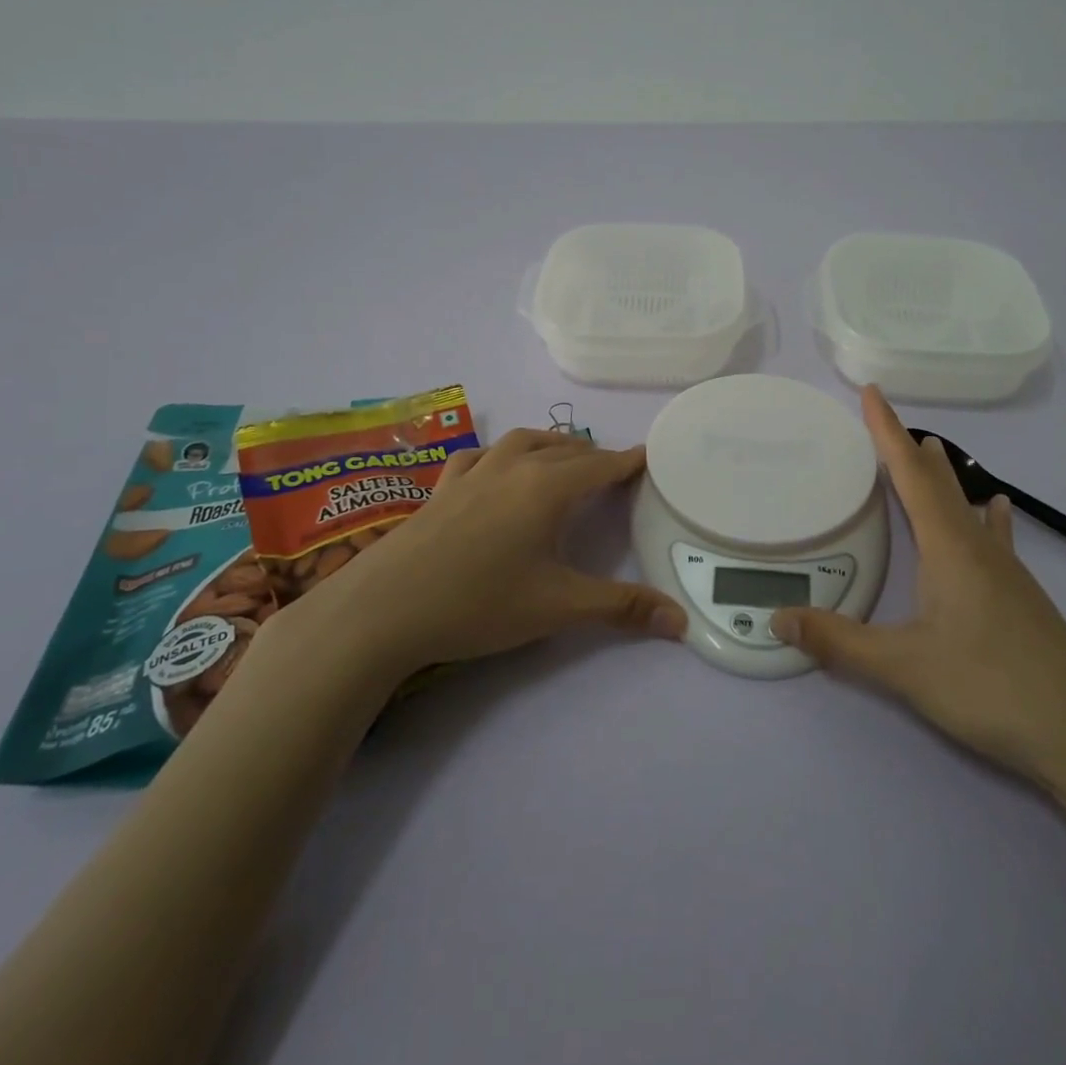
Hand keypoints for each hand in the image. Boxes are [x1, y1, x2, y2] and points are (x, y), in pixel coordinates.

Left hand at [280, 429, 687, 681]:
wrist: (383, 608)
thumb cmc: (479, 602)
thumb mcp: (558, 607)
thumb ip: (621, 608)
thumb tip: (682, 622)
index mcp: (548, 487)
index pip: (601, 464)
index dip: (628, 461)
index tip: (649, 456)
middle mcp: (514, 467)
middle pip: (565, 449)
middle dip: (594, 455)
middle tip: (614, 471)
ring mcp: (473, 472)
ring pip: (522, 442)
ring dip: (551, 446)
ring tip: (564, 459)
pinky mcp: (442, 487)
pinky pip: (479, 456)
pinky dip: (500, 454)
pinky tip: (495, 468)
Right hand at [770, 387, 1065, 788]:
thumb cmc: (990, 688)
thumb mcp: (903, 667)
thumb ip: (838, 641)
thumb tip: (777, 618)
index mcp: (949, 549)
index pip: (911, 477)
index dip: (888, 432)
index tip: (873, 393)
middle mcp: (979, 548)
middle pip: (941, 484)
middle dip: (910, 450)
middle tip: (889, 422)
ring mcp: (1006, 572)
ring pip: (968, 508)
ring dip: (945, 477)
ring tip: (933, 451)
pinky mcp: (1021, 597)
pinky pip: (994, 538)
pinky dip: (986, 515)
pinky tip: (998, 512)